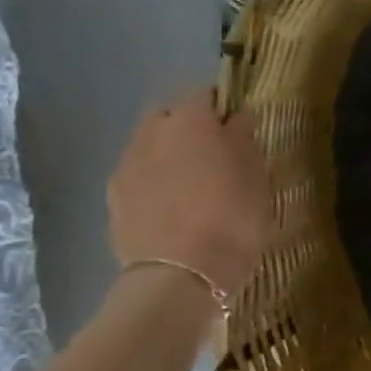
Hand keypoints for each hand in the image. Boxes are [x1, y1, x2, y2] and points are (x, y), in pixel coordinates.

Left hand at [107, 89, 274, 298]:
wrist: (180, 275)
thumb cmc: (232, 219)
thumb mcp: (257, 178)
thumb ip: (245, 140)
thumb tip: (237, 119)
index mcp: (192, 120)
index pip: (206, 95)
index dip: (223, 107)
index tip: (238, 127)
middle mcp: (153, 132)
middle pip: (170, 115)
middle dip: (188, 127)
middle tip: (213, 153)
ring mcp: (127, 164)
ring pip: (150, 145)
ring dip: (168, 154)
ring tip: (190, 183)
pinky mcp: (113, 196)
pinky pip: (137, 175)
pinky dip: (152, 181)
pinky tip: (170, 205)